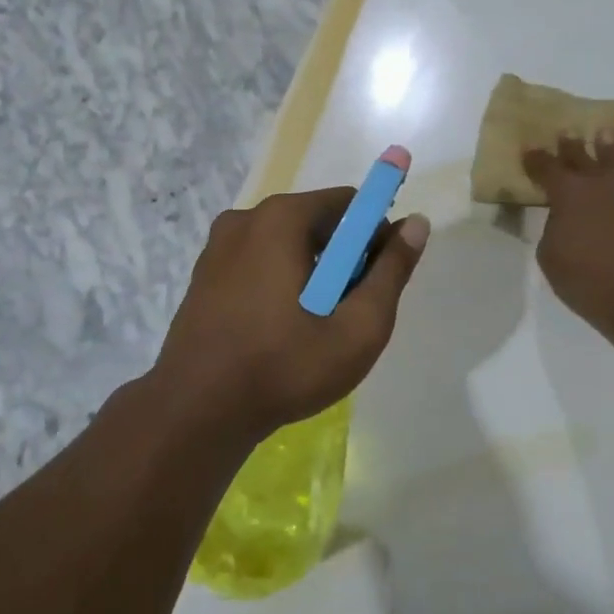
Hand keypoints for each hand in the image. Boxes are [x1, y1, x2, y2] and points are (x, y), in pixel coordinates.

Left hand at [150, 190, 430, 443]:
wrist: (197, 411)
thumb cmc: (285, 366)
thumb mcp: (358, 326)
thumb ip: (391, 271)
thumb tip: (417, 223)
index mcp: (281, 218)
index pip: (348, 203)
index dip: (373, 236)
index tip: (375, 281)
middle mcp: (245, 218)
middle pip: (316, 222)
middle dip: (341, 258)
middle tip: (346, 312)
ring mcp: (218, 246)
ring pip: (285, 244)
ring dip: (310, 272)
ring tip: (312, 327)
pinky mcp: (203, 274)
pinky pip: (257, 262)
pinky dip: (278, 282)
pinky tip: (278, 329)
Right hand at [524, 135, 613, 349]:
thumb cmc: (587, 281)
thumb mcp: (550, 256)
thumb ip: (553, 226)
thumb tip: (564, 215)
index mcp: (569, 192)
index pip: (546, 167)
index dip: (535, 159)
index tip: (529, 150)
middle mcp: (603, 181)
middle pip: (582, 155)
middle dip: (570, 145)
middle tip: (566, 133)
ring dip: (608, 148)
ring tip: (604, 136)